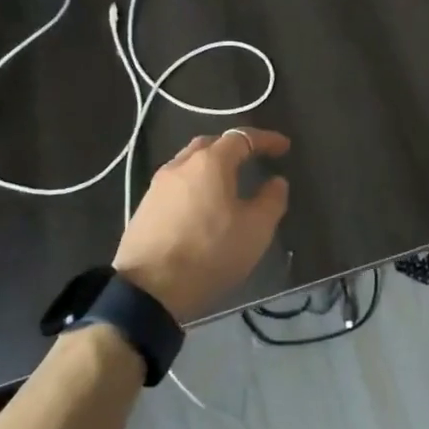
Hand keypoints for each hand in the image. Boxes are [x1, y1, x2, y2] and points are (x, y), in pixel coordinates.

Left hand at [114, 128, 290, 323]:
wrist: (147, 291)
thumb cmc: (209, 253)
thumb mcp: (255, 230)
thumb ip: (271, 200)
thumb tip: (276, 182)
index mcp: (210, 163)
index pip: (242, 138)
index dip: (266, 140)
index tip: (284, 146)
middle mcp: (181, 165)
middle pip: (210, 144)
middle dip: (233, 147)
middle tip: (252, 159)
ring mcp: (157, 186)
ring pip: (189, 163)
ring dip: (211, 166)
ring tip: (227, 183)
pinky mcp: (144, 208)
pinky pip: (176, 185)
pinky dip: (194, 185)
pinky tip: (202, 205)